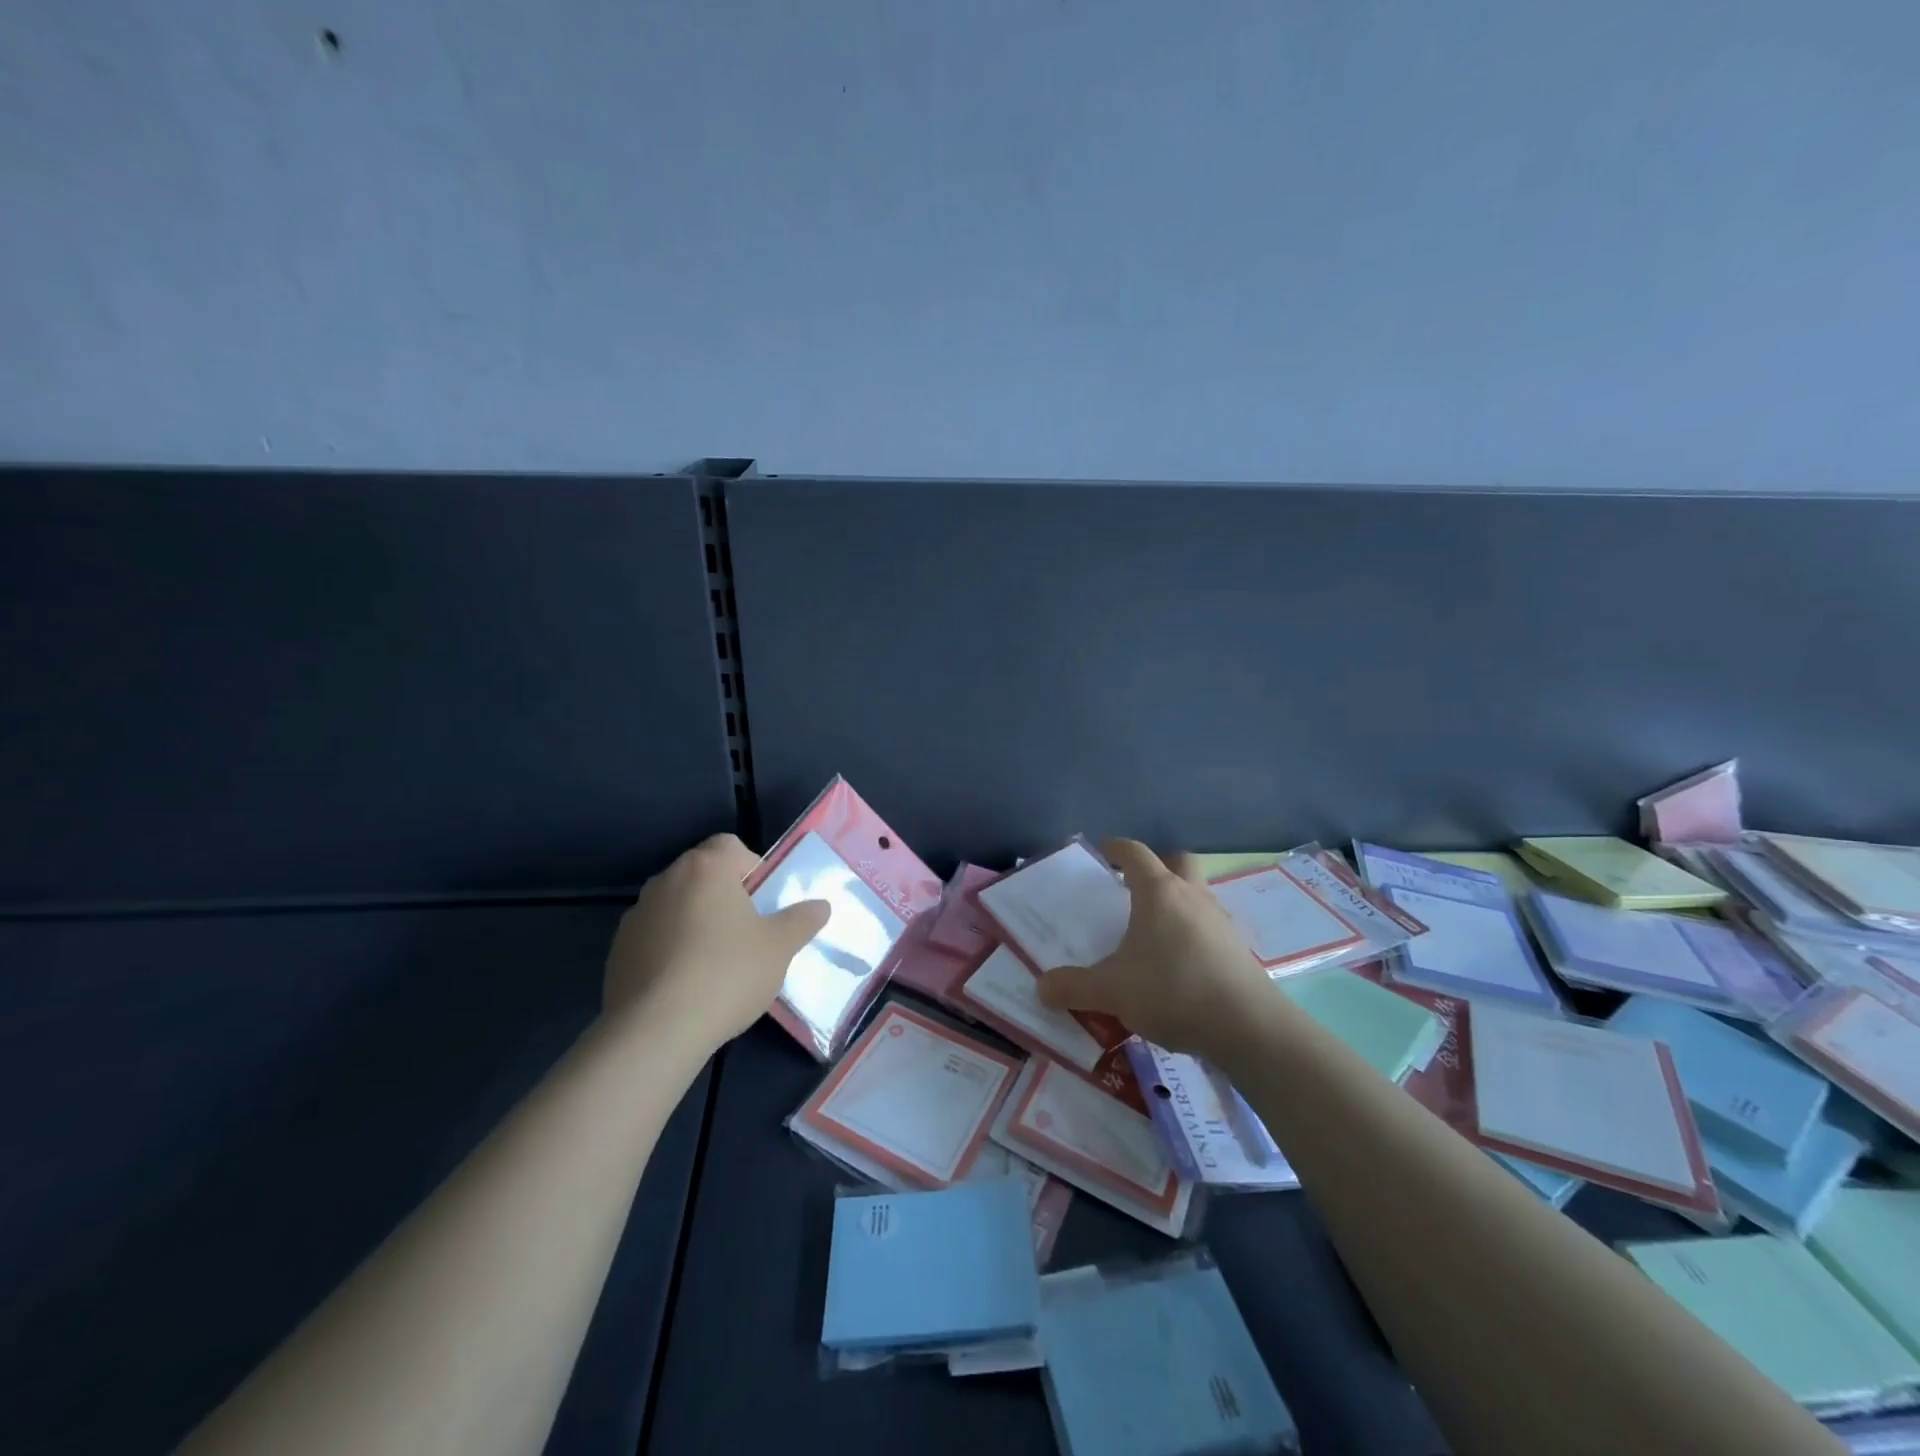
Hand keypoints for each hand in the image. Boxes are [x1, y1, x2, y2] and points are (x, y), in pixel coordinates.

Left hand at [604, 833, 830, 1051]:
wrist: (655, 1031)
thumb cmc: (727, 974)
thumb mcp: (780, 947)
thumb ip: (802, 920)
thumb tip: (821, 905)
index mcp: (705, 868)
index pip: (731, 845)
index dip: (752, 868)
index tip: (763, 902)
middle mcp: (666, 880)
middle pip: (703, 875)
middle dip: (725, 897)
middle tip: (747, 934)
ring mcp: (636, 915)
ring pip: (677, 906)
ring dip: (695, 922)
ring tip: (715, 965)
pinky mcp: (617, 950)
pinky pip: (654, 937)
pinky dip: (670, 950)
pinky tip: (685, 985)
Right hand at [1037, 838, 1273, 1057]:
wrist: (1248, 1027)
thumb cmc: (1173, 990)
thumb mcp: (1112, 991)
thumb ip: (1073, 987)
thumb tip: (1041, 987)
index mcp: (1159, 892)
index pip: (1135, 853)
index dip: (1116, 848)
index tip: (1102, 851)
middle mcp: (1192, 896)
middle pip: (1177, 862)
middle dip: (1156, 867)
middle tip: (1133, 887)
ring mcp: (1220, 922)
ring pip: (1196, 895)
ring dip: (1176, 903)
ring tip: (1152, 932)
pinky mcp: (1237, 950)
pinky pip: (1208, 928)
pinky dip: (1191, 935)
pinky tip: (1177, 966)